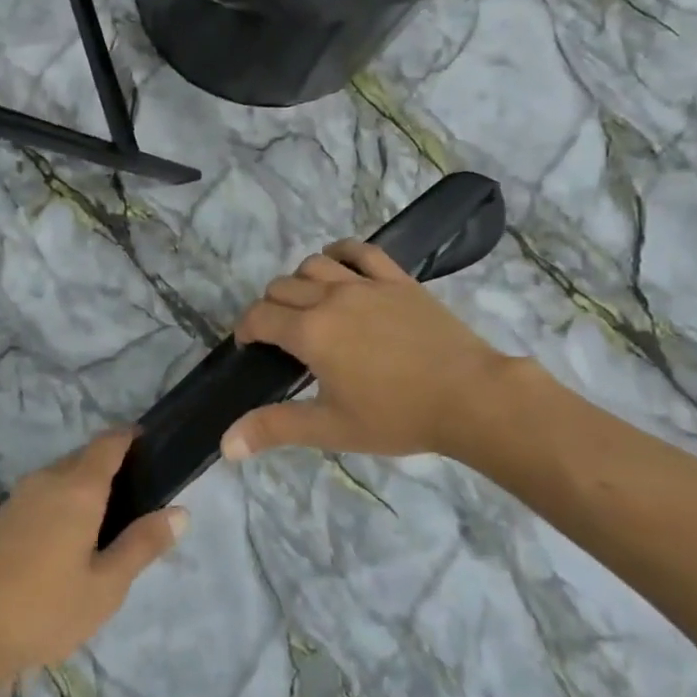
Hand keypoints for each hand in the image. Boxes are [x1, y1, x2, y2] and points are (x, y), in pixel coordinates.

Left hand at [0, 430, 184, 682]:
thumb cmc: (44, 609)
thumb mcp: (105, 586)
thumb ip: (142, 545)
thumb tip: (181, 511)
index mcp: (77, 487)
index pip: (109, 442)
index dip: (132, 437)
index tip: (153, 445)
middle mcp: (47, 480)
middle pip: (84, 457)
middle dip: (110, 465)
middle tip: (137, 498)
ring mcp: (17, 497)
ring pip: (60, 476)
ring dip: (83, 486)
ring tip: (106, 523)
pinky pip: (41, 495)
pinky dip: (61, 503)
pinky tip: (66, 541)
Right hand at [226, 240, 522, 462]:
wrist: (471, 397)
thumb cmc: (397, 415)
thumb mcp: (331, 428)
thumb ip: (275, 428)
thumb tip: (225, 445)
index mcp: (310, 332)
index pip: (260, 317)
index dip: (247, 329)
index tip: (250, 346)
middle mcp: (330, 297)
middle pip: (282, 287)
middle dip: (269, 308)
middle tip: (279, 336)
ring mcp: (365, 283)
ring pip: (314, 264)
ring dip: (299, 280)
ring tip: (306, 303)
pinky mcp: (397, 279)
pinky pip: (360, 251)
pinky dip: (340, 253)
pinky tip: (338, 265)